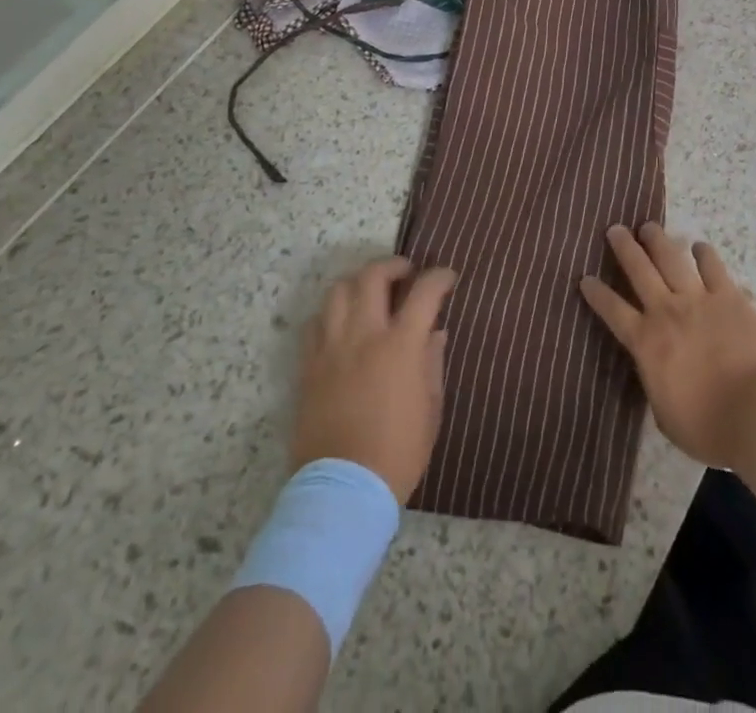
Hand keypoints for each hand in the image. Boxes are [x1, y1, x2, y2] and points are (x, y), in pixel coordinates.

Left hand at [290, 256, 455, 503]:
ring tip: (370, 292)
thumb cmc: (398, 452)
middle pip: (373, 276)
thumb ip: (432, 362)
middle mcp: (364, 335)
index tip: (447, 278)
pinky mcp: (308, 366)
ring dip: (358, 282)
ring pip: (338, 290)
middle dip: (393, 265)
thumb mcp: (431, 408)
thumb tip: (435, 332)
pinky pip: (315, 322)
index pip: (424, 292)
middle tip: (405, 273)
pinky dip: (331, 312)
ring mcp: (331, 348)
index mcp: (400, 345)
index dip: (439, 277)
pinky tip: (342, 323)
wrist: (343, 489)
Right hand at [580, 222, 755, 467]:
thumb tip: (656, 370)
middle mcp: (667, 311)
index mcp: (646, 342)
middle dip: (624, 248)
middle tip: (615, 229)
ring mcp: (699, 299)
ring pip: (671, 259)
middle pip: (639, 270)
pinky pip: (713, 267)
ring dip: (658, 240)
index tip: (585, 277)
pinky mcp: (729, 297)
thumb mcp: (665, 414)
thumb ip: (656, 383)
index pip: (613, 311)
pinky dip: (704, 254)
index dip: (597, 293)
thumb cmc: (708, 427)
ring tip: (648, 226)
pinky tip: (699, 246)